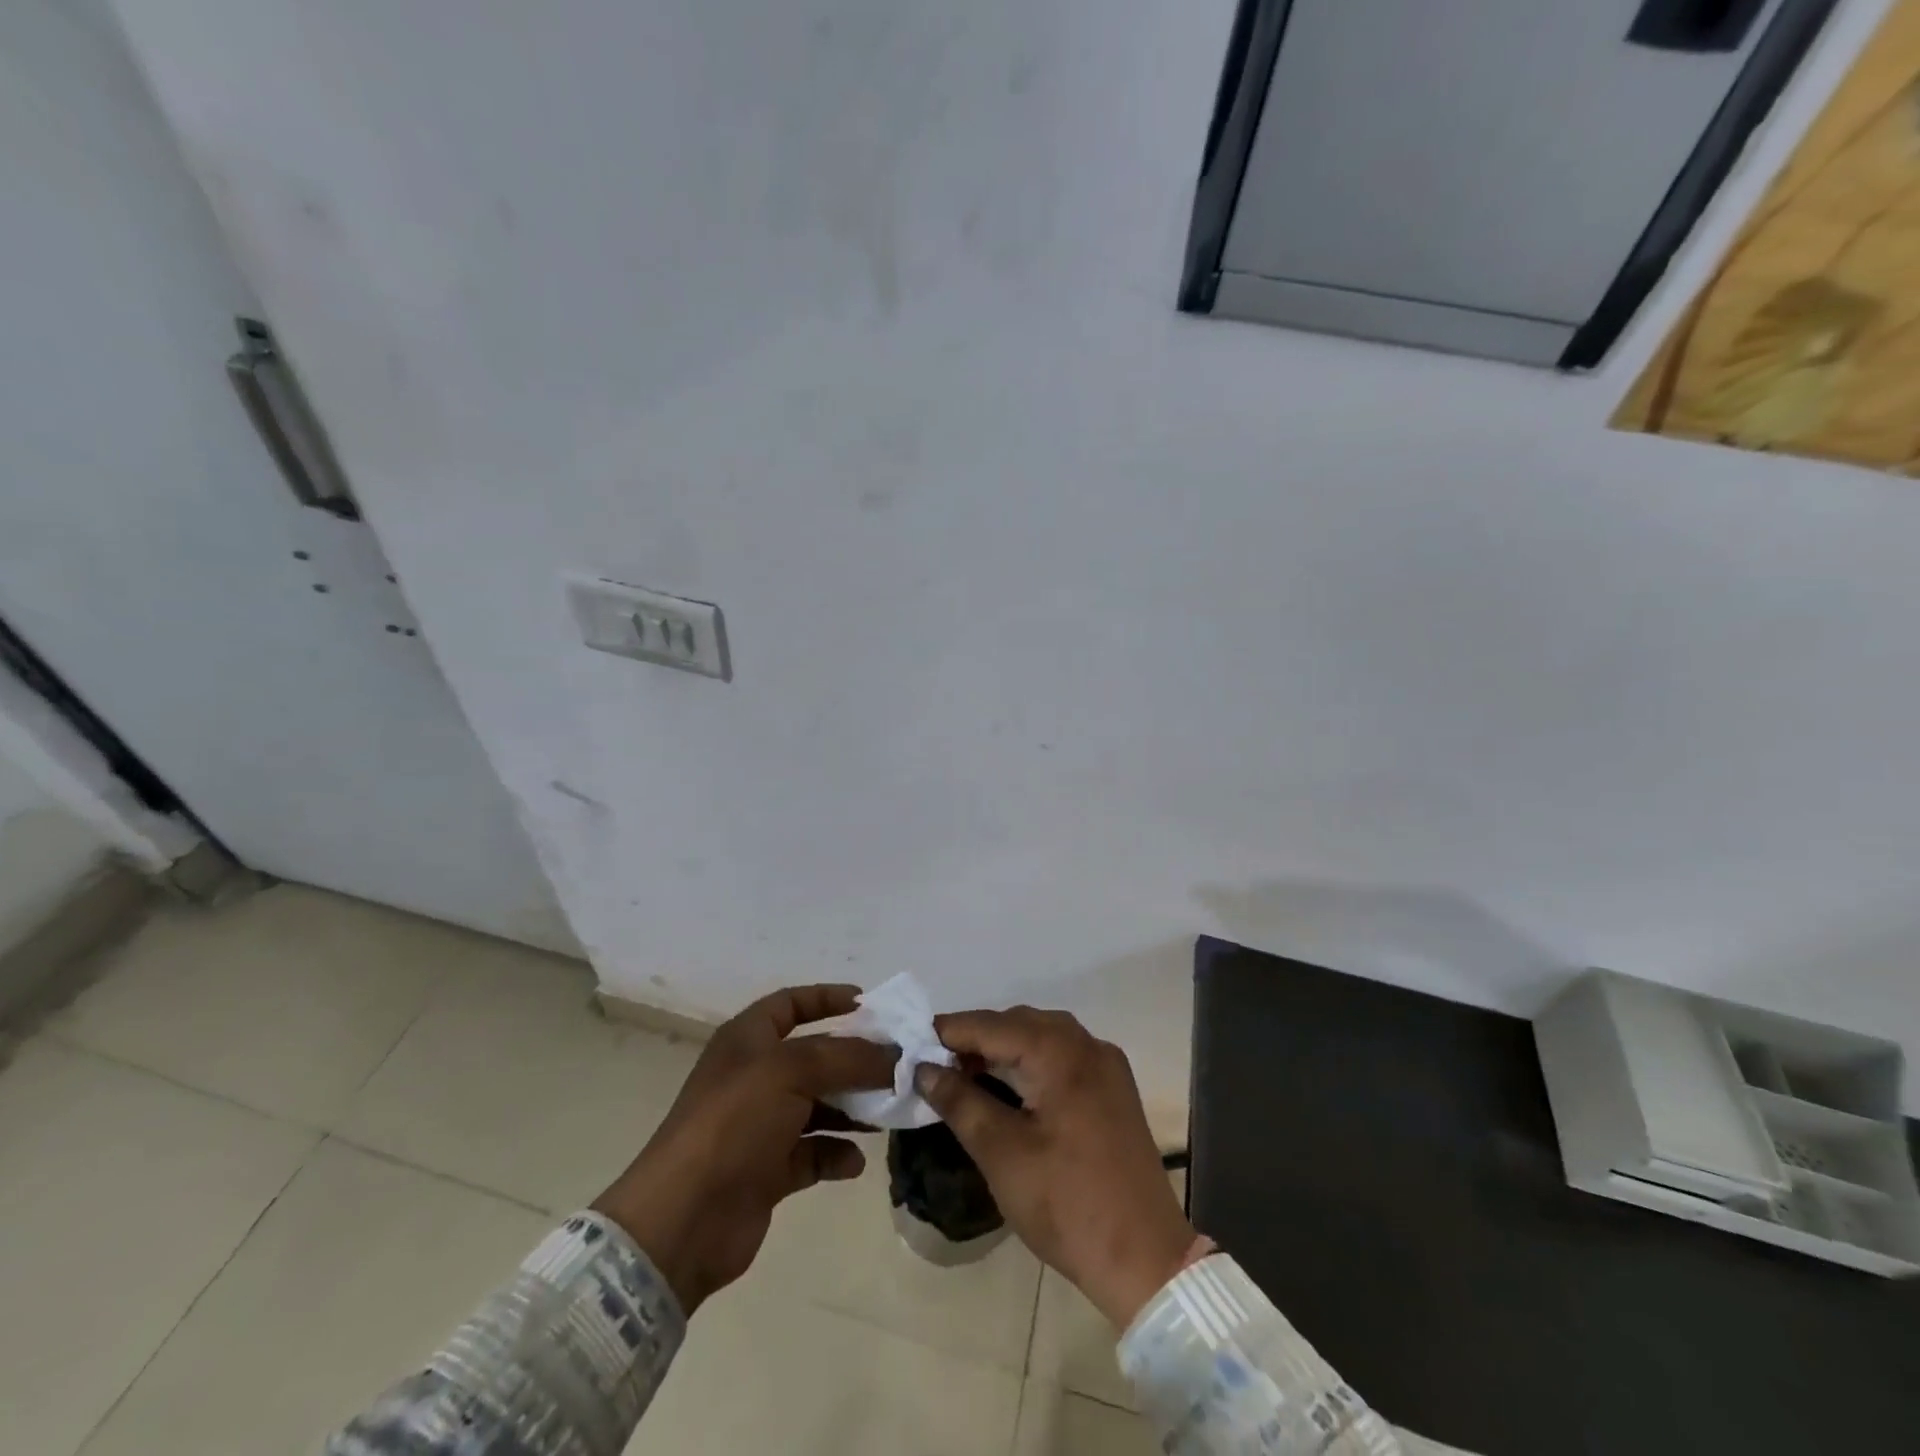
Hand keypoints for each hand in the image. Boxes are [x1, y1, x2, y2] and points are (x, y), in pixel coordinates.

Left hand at [591, 984, 895, 1313]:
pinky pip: (813, 1153)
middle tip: (897, 1066)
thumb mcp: (792, 1072)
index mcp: (747, 1040)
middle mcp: (754, 1076)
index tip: (868, 1004)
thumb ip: (848, 1057)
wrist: (683, 1221)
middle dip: (854, 1061)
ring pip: (818, 1105)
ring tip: (888, 1114)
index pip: (791, 1003)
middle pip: (814, 1056)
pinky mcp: (767, 1170)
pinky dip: (835, 1154)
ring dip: (852, 1109)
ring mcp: (760, 1125)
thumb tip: (895, 1055)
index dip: (827, 998)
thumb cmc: (734, 1124)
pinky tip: (854, 1162)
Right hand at [915, 1008, 1195, 1328]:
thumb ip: (960, 1101)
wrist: (1145, 1259)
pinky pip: (1064, 1055)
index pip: (991, 1025)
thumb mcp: (1002, 1154)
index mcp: (1060, 1052)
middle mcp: (1087, 1044)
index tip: (910, 1042)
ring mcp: (1106, 1065)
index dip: (949, 1031)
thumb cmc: (1067, 1204)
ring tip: (966, 1072)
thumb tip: (924, 1069)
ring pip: (1043, 1036)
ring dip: (1004, 1047)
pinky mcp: (1114, 1089)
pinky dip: (1032, 1060)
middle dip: (976, 1037)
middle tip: (935, 1062)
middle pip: (1019, 1023)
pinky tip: (1010, 1085)